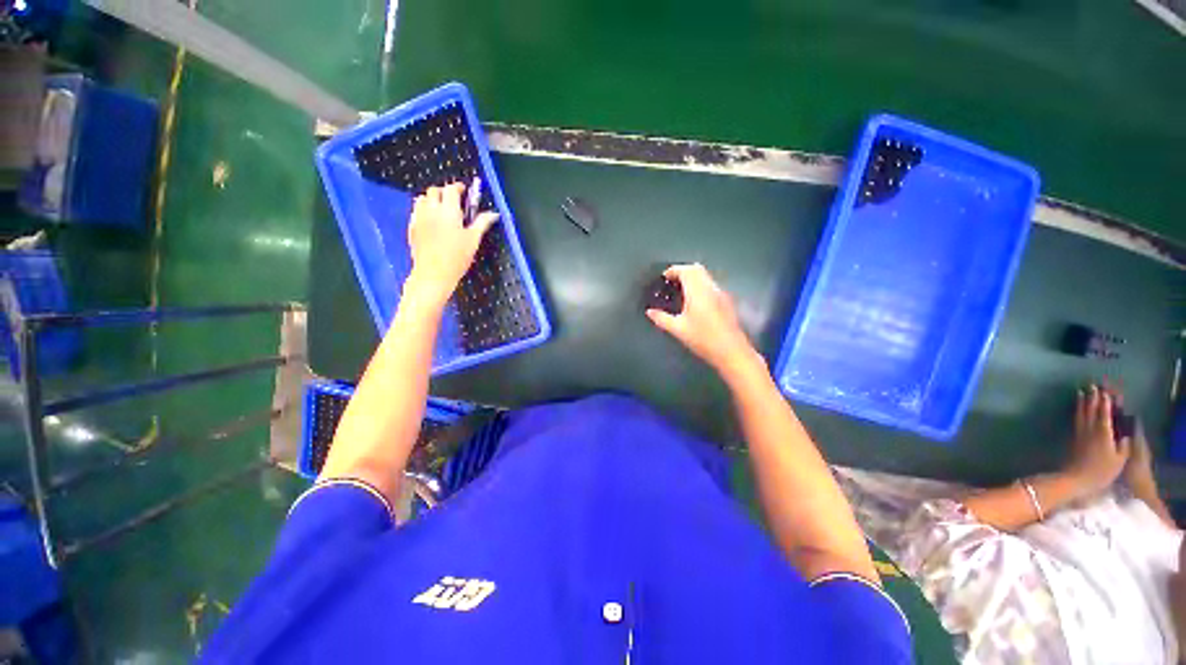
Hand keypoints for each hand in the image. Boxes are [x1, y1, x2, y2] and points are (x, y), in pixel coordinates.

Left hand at [404, 183, 496, 306]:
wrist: (433, 273)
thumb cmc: (457, 257)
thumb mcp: (473, 240)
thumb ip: (482, 223)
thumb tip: (493, 214)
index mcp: (449, 211)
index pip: (451, 189)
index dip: (458, 187)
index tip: (465, 191)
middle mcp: (431, 209)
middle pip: (434, 190)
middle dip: (445, 191)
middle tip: (455, 200)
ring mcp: (419, 218)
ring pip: (422, 198)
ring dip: (432, 199)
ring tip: (441, 209)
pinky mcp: (411, 227)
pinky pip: (415, 211)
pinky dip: (423, 210)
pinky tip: (431, 220)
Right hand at [646, 264, 759, 375]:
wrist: (731, 351)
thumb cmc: (702, 339)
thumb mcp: (678, 329)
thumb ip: (662, 318)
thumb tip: (650, 312)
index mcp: (697, 291)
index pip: (686, 270)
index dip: (673, 270)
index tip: (664, 277)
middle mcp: (710, 288)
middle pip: (697, 269)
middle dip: (683, 271)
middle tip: (671, 281)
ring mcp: (721, 294)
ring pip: (705, 276)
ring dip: (693, 278)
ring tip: (681, 290)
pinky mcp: (727, 301)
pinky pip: (711, 285)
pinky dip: (700, 286)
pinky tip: (695, 301)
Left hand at [1064, 385, 1130, 498]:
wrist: (1076, 479)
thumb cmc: (1101, 471)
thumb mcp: (1119, 460)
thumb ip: (1123, 445)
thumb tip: (1125, 434)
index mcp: (1103, 433)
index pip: (1104, 413)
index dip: (1105, 401)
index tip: (1106, 391)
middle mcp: (1090, 429)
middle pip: (1091, 409)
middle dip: (1093, 397)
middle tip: (1093, 385)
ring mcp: (1079, 433)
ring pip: (1081, 413)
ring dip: (1082, 401)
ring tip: (1081, 391)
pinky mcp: (1073, 438)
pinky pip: (1076, 420)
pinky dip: (1077, 411)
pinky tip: (1077, 409)